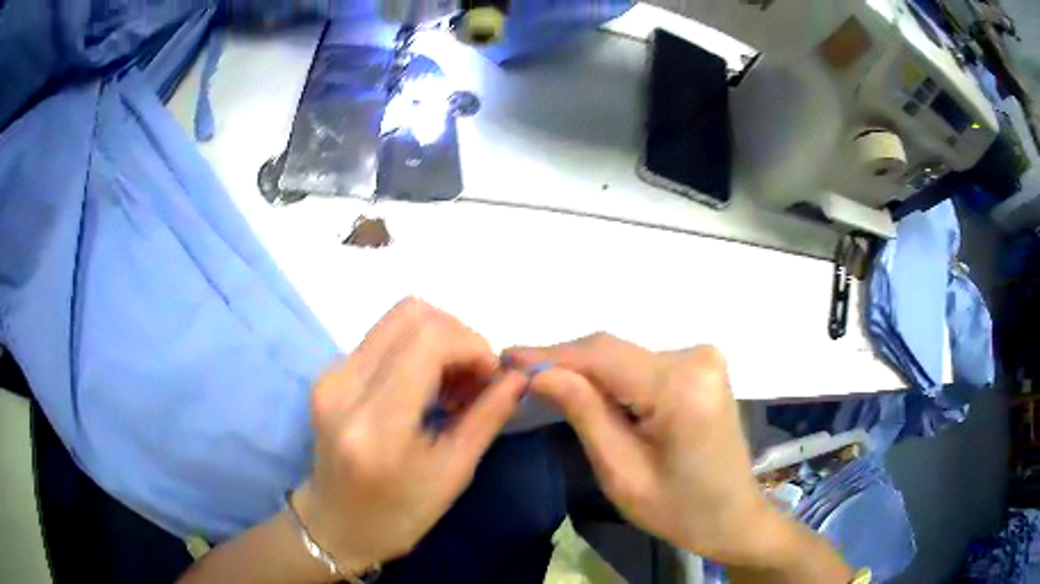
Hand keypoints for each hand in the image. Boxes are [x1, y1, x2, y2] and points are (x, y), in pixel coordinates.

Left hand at [296, 298, 527, 574]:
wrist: (337, 525)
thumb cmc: (400, 514)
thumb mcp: (453, 473)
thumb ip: (487, 416)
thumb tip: (520, 374)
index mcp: (377, 423)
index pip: (429, 340)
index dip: (472, 345)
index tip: (491, 378)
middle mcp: (344, 386)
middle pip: (411, 314)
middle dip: (457, 336)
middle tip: (474, 379)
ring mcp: (330, 376)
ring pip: (396, 320)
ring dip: (437, 340)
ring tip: (451, 385)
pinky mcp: (328, 374)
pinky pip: (382, 338)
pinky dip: (415, 350)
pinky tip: (425, 387)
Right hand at [505, 335, 851, 580]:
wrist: (733, 516)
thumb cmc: (679, 509)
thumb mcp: (622, 473)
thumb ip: (584, 413)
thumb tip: (539, 372)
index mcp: (681, 386)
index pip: (601, 357)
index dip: (549, 354)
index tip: (505, 357)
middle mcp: (696, 357)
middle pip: (613, 351)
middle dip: (564, 362)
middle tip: (517, 372)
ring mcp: (703, 358)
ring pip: (625, 356)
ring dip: (586, 369)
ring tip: (544, 380)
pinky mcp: (701, 366)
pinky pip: (643, 363)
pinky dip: (611, 375)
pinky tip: (587, 388)